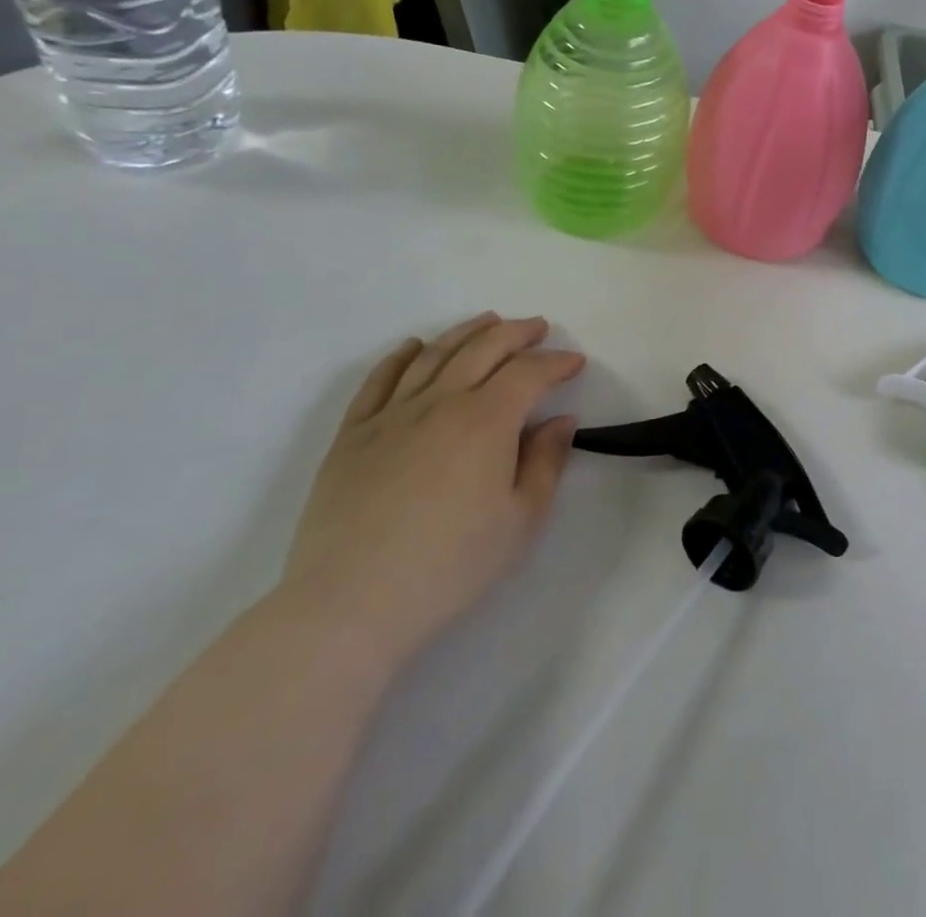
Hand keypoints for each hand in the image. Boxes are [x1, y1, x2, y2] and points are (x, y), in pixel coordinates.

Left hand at [280, 314, 584, 666]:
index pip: (529, 373)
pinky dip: (400, 356)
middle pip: (484, 349)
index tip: (575, 362)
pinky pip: (379, 380)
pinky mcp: (352, 435)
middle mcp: (441, 402)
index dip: (556, 362)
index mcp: (487, 420)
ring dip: (467, 331)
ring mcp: (391, 414)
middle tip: (538, 327)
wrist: (350, 604)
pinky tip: (413, 346)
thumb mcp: (521, 520)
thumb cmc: (450, 565)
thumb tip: (559, 420)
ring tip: (488, 321)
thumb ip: (546, 462)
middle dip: (517, 333)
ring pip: (434, 354)